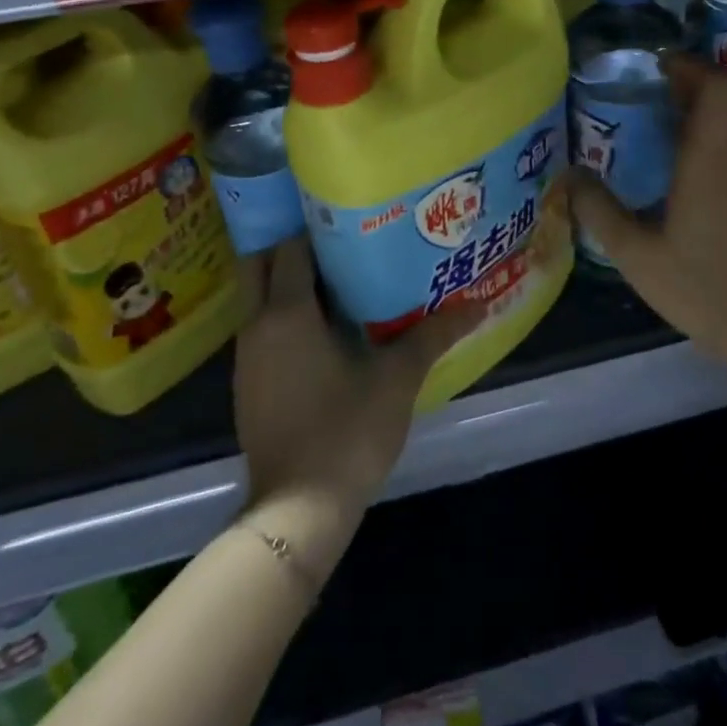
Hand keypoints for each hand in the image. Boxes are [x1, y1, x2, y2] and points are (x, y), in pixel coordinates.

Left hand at [233, 238, 481, 514]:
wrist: (297, 510)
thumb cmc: (347, 431)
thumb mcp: (398, 378)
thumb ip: (435, 334)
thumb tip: (479, 304)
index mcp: (287, 312)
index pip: (291, 246)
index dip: (315, 225)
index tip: (347, 214)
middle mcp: (257, 325)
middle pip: (263, 264)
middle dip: (292, 245)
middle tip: (337, 237)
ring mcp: (247, 357)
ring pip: (261, 298)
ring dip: (290, 282)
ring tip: (340, 274)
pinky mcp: (249, 384)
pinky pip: (264, 330)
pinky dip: (286, 316)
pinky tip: (325, 327)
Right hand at [568, 54, 726, 370]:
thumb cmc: (697, 285)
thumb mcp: (633, 252)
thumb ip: (598, 209)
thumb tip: (569, 177)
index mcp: (714, 158)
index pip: (723, 84)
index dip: (693, 66)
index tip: (659, 68)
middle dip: (695, 83)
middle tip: (654, 94)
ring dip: (706, 113)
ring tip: (662, 130)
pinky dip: (717, 142)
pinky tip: (687, 175)